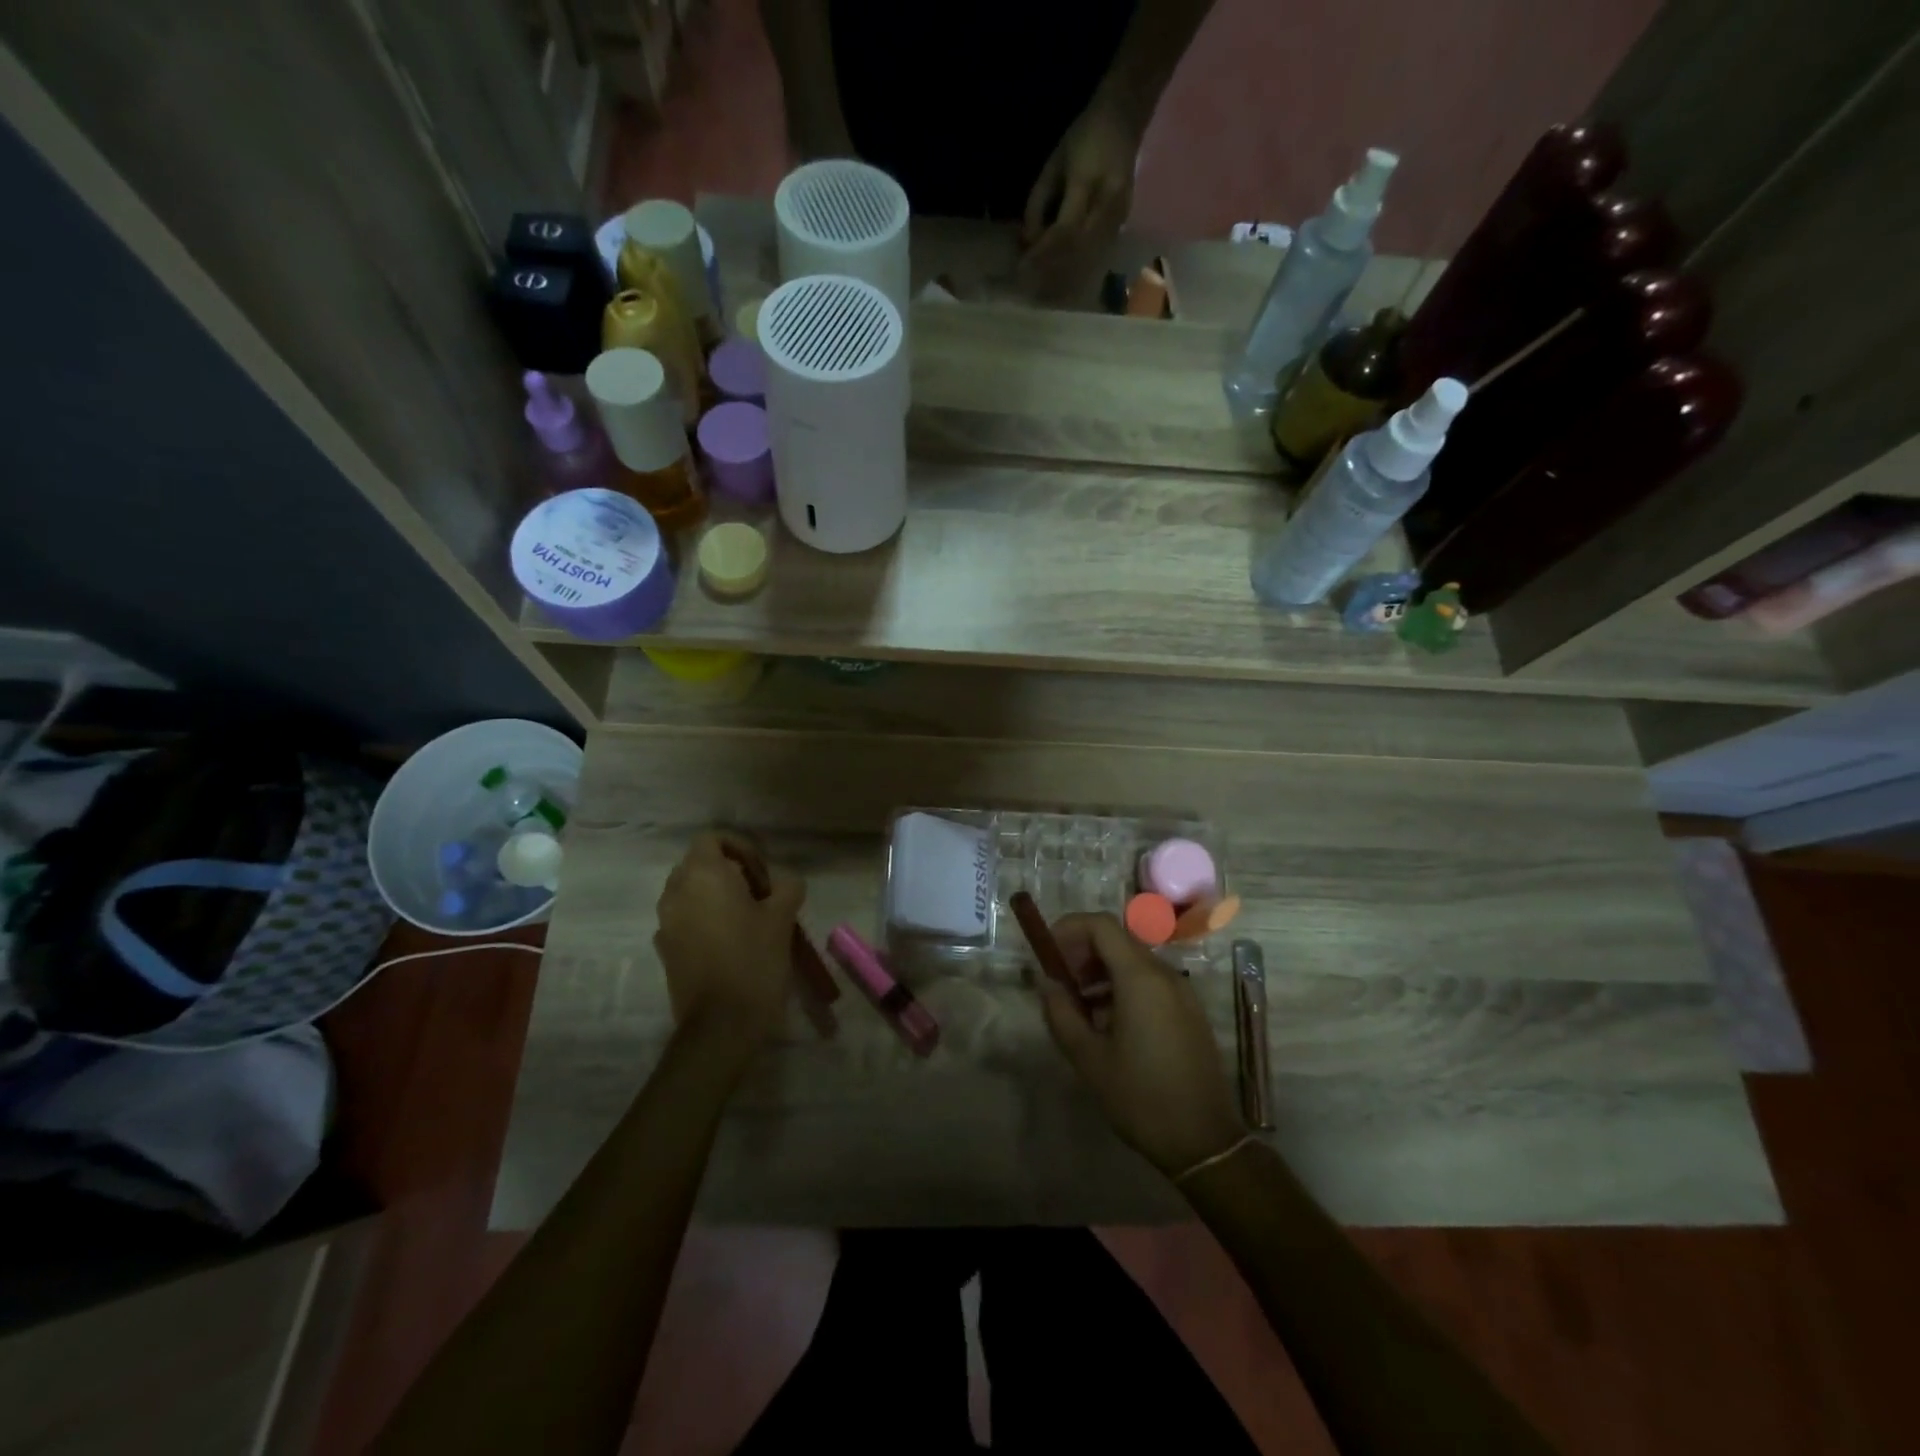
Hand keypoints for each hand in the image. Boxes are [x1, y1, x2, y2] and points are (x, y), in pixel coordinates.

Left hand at [653, 833, 804, 1053]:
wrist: (721, 1025)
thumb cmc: (754, 960)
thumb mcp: (782, 918)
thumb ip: (786, 886)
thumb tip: (784, 881)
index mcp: (702, 875)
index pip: (713, 839)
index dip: (742, 848)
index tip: (764, 874)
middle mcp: (676, 892)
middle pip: (700, 864)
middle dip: (730, 872)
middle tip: (761, 895)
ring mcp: (665, 923)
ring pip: (691, 893)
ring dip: (717, 896)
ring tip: (749, 920)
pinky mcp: (665, 950)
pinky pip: (685, 919)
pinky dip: (705, 920)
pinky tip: (731, 943)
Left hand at [1020, 99, 1141, 284]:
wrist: (1124, 118)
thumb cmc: (1083, 138)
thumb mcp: (1053, 164)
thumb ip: (1038, 204)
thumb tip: (1027, 243)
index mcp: (1088, 181)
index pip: (1064, 230)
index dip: (1042, 253)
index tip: (1022, 267)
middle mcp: (1108, 203)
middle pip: (1078, 251)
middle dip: (1051, 270)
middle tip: (1029, 284)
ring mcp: (1120, 217)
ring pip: (1090, 259)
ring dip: (1065, 276)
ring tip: (1043, 287)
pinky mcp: (1123, 225)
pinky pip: (1098, 256)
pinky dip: (1078, 270)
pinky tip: (1063, 280)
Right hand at [1037, 912, 1244, 1176]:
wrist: (1205, 1141)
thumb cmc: (1141, 1097)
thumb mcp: (1089, 1058)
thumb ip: (1061, 1013)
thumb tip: (1046, 982)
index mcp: (1140, 978)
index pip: (1102, 925)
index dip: (1070, 928)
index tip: (1048, 952)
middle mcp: (1165, 974)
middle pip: (1118, 939)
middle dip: (1083, 951)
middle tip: (1060, 982)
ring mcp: (1182, 991)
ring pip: (1133, 960)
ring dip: (1101, 971)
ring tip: (1079, 1006)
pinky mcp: (1189, 1010)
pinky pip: (1150, 981)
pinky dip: (1122, 986)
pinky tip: (1107, 1023)